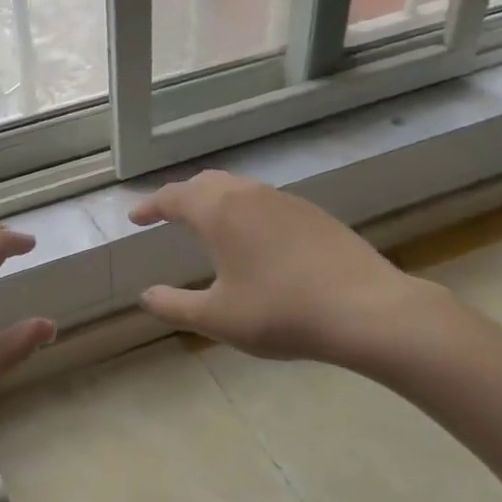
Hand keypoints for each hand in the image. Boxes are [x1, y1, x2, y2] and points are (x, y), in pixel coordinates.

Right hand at [128, 171, 439, 369]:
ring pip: (239, 188)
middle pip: (206, 183)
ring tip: (207, 224)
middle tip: (168, 215)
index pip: (174, 197)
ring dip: (215, 200)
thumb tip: (146, 296)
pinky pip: (265, 201)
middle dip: (182, 196)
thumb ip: (174, 305)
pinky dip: (244, 210)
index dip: (151, 206)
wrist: (365, 309)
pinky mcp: (314, 214)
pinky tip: (254, 238)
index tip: (136, 217)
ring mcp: (286, 201)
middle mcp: (250, 195)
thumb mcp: (217, 318)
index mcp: (220, 212)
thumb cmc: (280, 312)